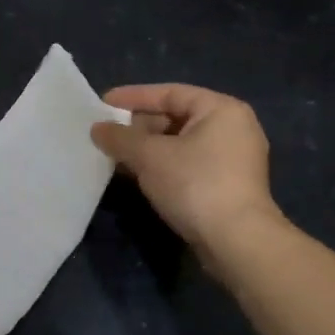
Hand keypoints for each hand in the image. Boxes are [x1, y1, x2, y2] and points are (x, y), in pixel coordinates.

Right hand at [91, 84, 283, 257]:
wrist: (237, 242)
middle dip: (139, 126)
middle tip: (106, 132)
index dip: (133, 96)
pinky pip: (188, 164)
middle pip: (176, 117)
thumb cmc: (195, 185)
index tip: (103, 102)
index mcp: (221, 109)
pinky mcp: (228, 185)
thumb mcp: (150, 156)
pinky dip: (162, 166)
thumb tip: (97, 128)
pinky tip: (136, 174)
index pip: (170, 93)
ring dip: (147, 148)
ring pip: (180, 144)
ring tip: (115, 154)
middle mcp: (232, 128)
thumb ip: (120, 138)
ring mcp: (233, 159)